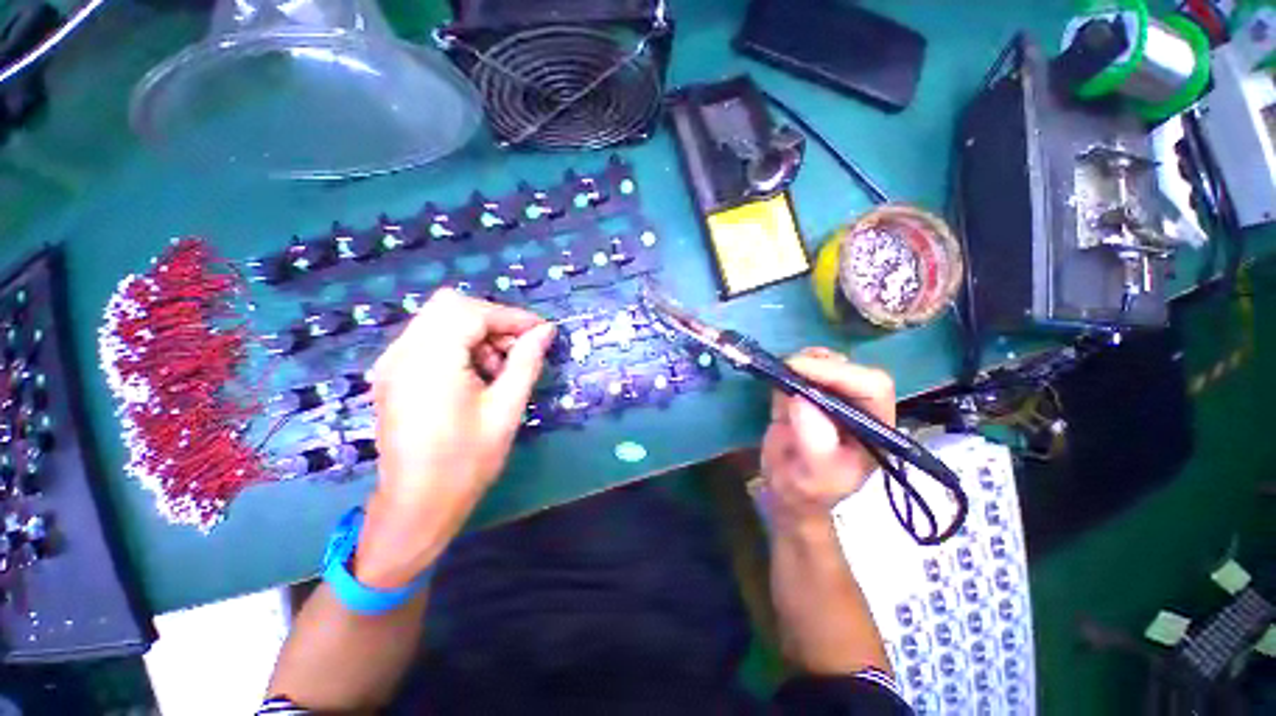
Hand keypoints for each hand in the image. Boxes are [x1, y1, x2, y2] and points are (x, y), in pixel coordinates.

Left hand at [354, 289, 554, 588]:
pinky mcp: (392, 373)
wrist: (417, 505)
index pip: (473, 312)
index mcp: (431, 361)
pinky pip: (428, 338)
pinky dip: (458, 343)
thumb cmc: (467, 461)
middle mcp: (403, 352)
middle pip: (451, 305)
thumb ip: (526, 362)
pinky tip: (475, 374)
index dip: (512, 316)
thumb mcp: (506, 409)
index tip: (542, 332)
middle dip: (492, 320)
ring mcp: (392, 362)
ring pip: (439, 319)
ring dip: (476, 332)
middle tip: (518, 349)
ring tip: (498, 368)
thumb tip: (546, 331)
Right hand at [758, 347, 894, 532]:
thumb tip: (800, 398)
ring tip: (784, 370)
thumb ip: (815, 442)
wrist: (787, 490)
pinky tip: (782, 373)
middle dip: (820, 364)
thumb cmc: (808, 489)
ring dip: (806, 362)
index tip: (799, 371)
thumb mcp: (815, 476)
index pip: (872, 387)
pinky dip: (794, 367)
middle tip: (787, 368)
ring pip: (830, 365)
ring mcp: (834, 399)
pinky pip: (807, 371)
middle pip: (852, 370)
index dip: (839, 374)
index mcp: (874, 427)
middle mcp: (859, 408)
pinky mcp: (809, 395)